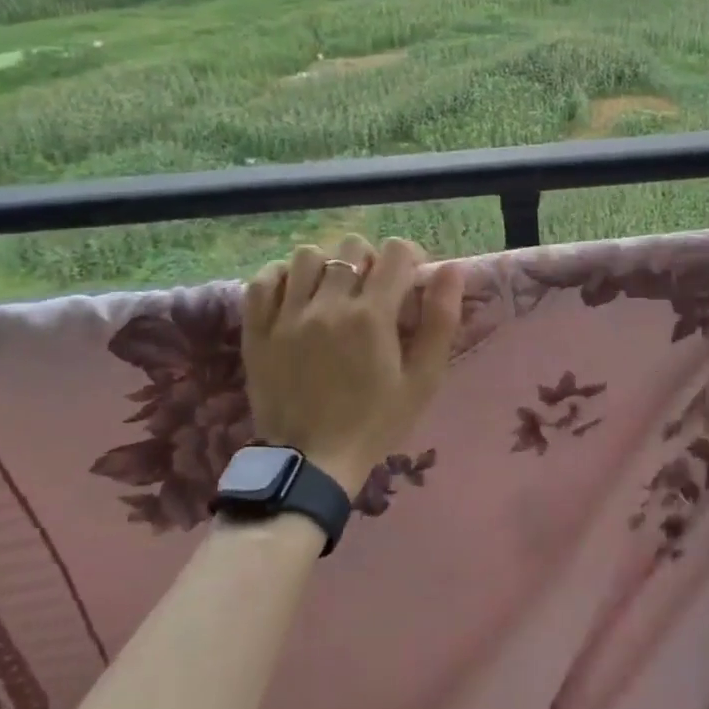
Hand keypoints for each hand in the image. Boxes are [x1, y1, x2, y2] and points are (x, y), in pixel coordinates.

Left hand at [242, 234, 464, 495]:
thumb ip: (440, 321)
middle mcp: (328, 305)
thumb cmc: (375, 422)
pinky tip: (297, 294)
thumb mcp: (423, 379)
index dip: (408, 257)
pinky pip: (264, 280)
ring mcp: (287, 316)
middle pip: (351, 246)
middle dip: (370, 259)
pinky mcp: (257, 330)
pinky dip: (282, 277)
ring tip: (333, 290)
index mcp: (372, 315)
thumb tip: (451, 270)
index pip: (394, 251)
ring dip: (327, 265)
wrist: (311, 463)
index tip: (409, 280)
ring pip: (307, 255)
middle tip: (373, 289)